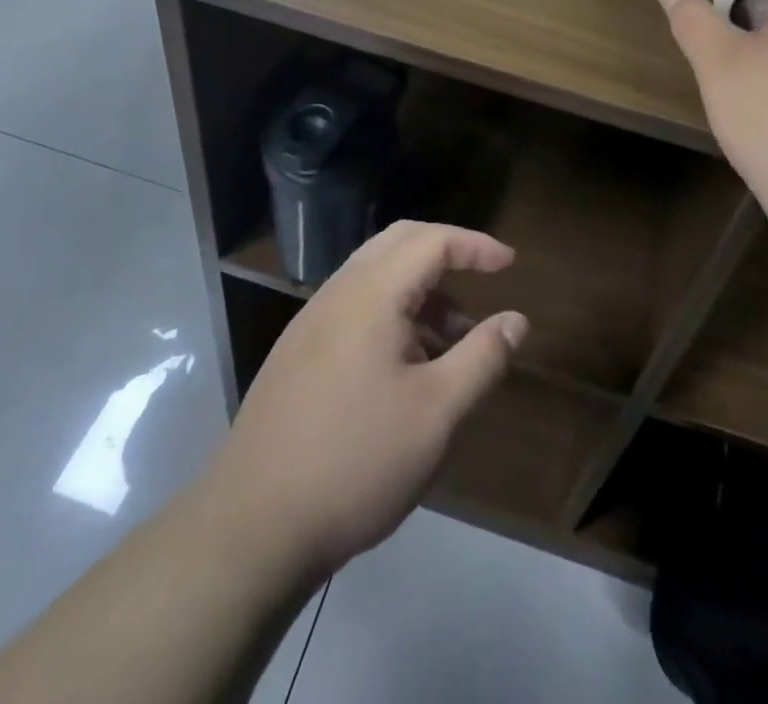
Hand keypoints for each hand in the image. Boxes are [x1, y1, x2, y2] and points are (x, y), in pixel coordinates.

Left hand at [202, 221, 528, 582]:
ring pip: (375, 276)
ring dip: (419, 289)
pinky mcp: (296, 354)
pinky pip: (354, 307)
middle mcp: (338, 293)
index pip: (431, 241)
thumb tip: (516, 319)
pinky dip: (392, 313)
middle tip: (482, 277)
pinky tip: (406, 367)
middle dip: (446, 253)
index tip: (510, 263)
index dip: (475, 245)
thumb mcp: (437, 413)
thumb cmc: (355, 461)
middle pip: (398, 243)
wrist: (251, 526)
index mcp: (371, 293)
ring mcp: (311, 322)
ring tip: (452, 339)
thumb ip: (482, 357)